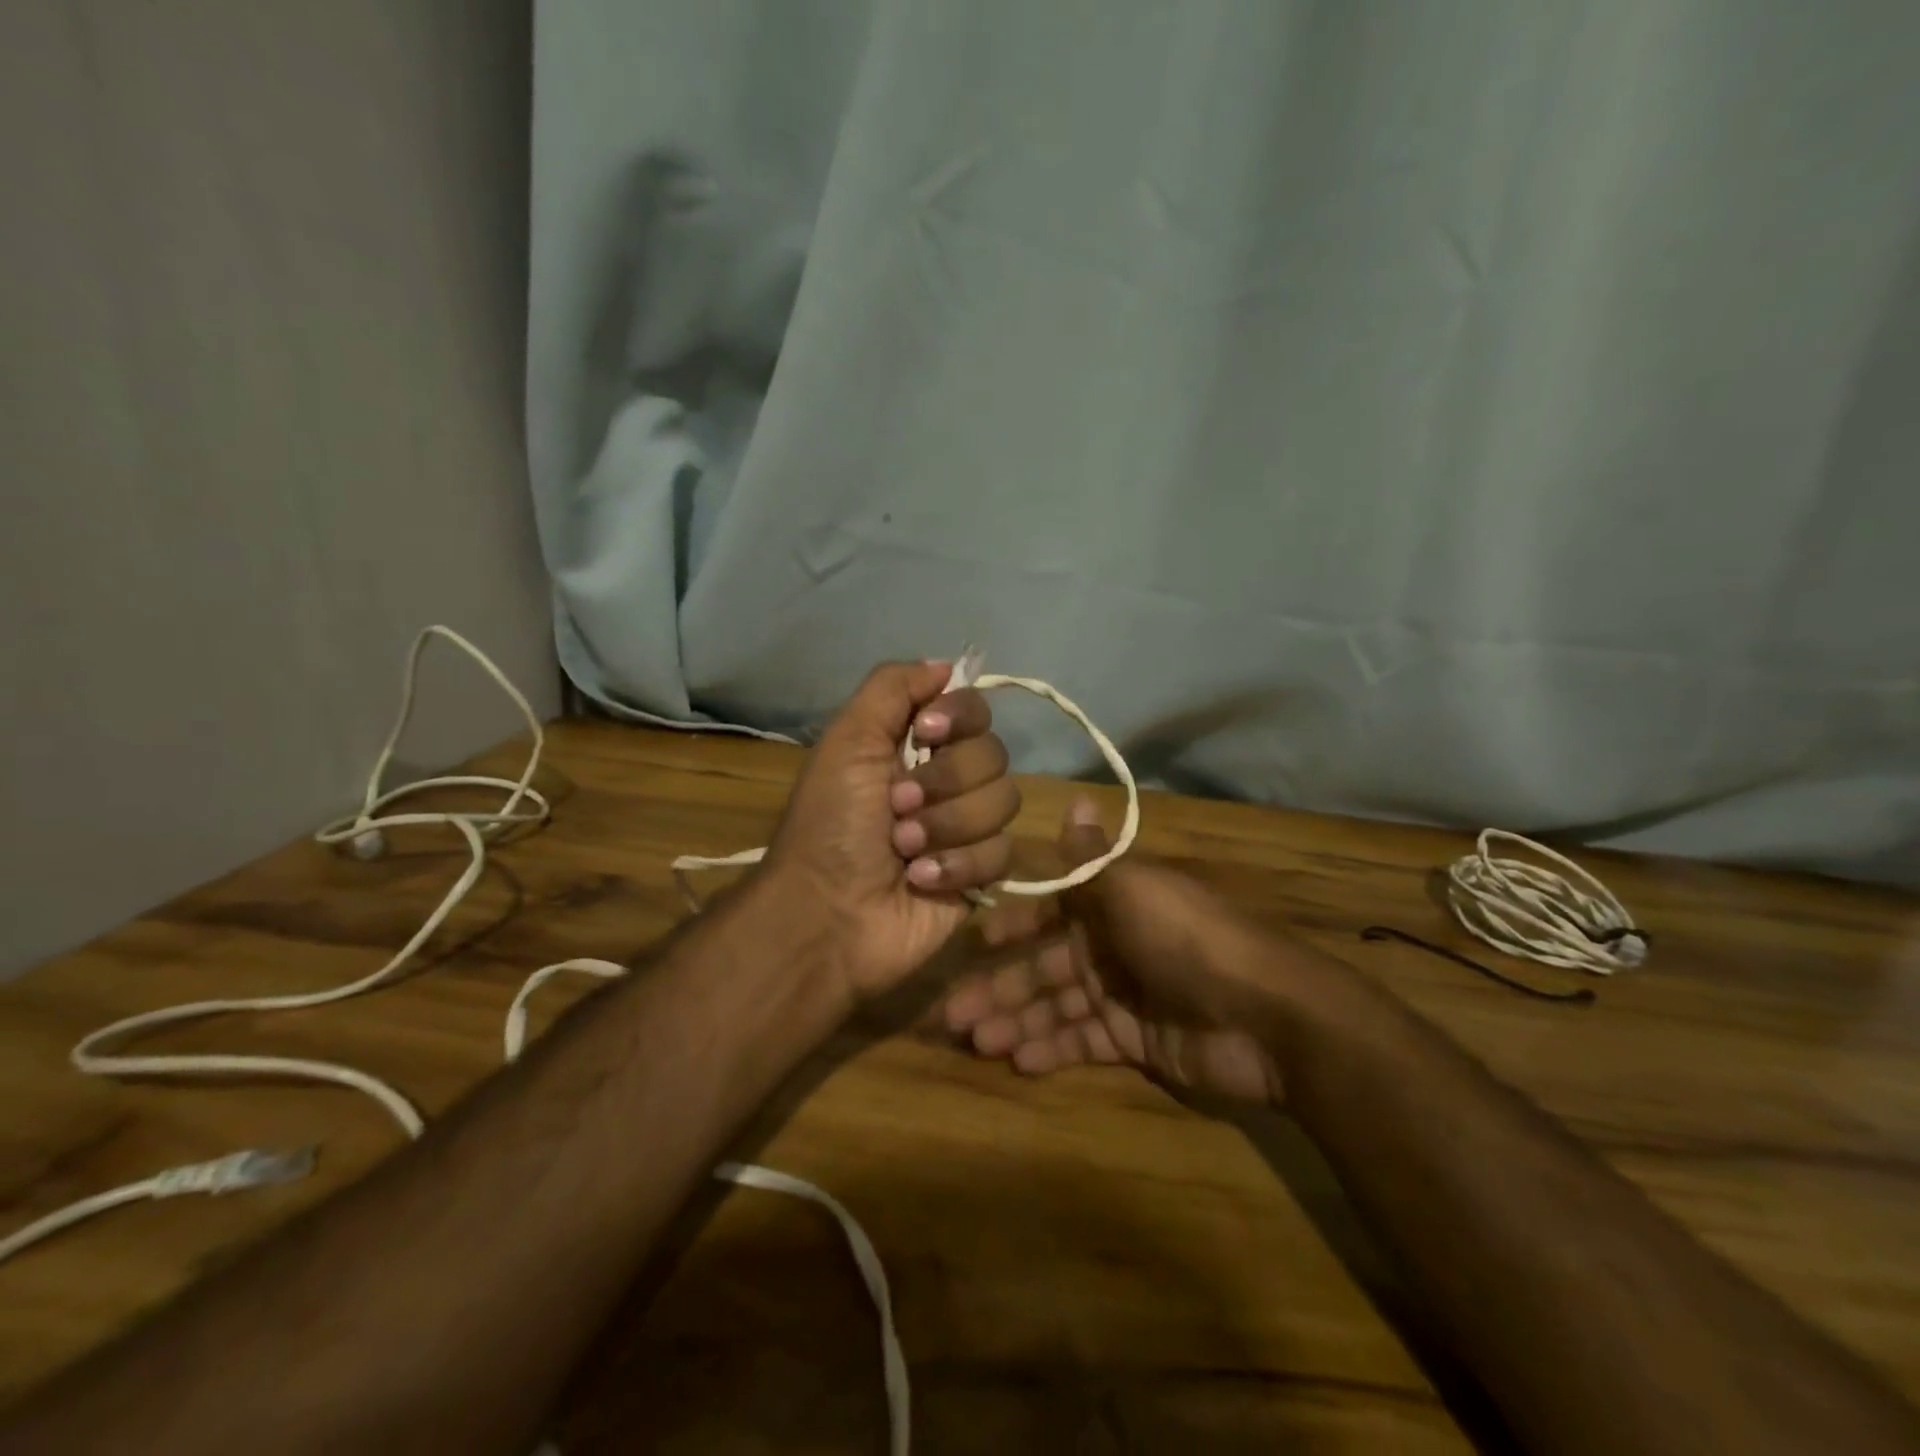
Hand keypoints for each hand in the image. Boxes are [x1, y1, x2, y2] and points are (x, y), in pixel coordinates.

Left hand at [766, 659, 1019, 1000]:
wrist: (828, 913)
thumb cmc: (831, 824)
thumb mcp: (848, 740)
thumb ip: (892, 688)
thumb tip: (945, 665)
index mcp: (916, 744)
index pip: (974, 708)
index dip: (960, 717)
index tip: (925, 733)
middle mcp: (947, 780)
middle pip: (995, 754)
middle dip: (944, 782)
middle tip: (896, 807)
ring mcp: (967, 828)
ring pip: (1004, 802)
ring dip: (947, 825)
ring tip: (904, 849)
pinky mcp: (981, 874)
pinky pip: (1002, 852)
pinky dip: (956, 865)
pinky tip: (920, 879)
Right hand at [940, 800, 1285, 1102]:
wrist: (1266, 1015)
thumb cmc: (1188, 939)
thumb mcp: (1133, 888)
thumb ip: (1092, 857)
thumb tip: (1074, 798)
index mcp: (1111, 904)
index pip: (1048, 910)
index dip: (1011, 925)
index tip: (971, 943)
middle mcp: (1110, 945)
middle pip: (1043, 966)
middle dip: (999, 987)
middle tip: (951, 1014)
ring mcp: (1121, 995)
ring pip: (1054, 1007)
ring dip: (1015, 1022)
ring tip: (976, 1042)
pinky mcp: (1133, 1040)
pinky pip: (1081, 1042)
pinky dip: (1050, 1050)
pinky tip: (1017, 1061)